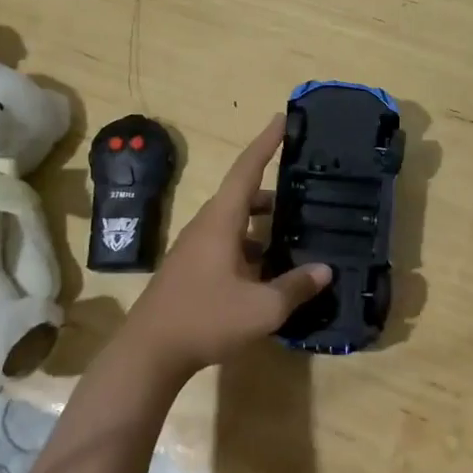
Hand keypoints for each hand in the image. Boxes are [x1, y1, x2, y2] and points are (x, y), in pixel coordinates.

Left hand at [117, 116, 331, 379]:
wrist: (148, 353)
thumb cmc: (205, 319)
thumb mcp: (261, 308)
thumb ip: (296, 287)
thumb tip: (325, 270)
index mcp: (221, 220)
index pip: (247, 169)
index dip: (266, 142)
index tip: (283, 119)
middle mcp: (207, 226)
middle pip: (244, 196)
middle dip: (275, 192)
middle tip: (306, 192)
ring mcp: (195, 248)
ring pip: (236, 223)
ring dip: (264, 224)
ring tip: (296, 234)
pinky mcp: (192, 269)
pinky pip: (228, 245)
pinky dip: (252, 247)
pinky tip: (270, 272)